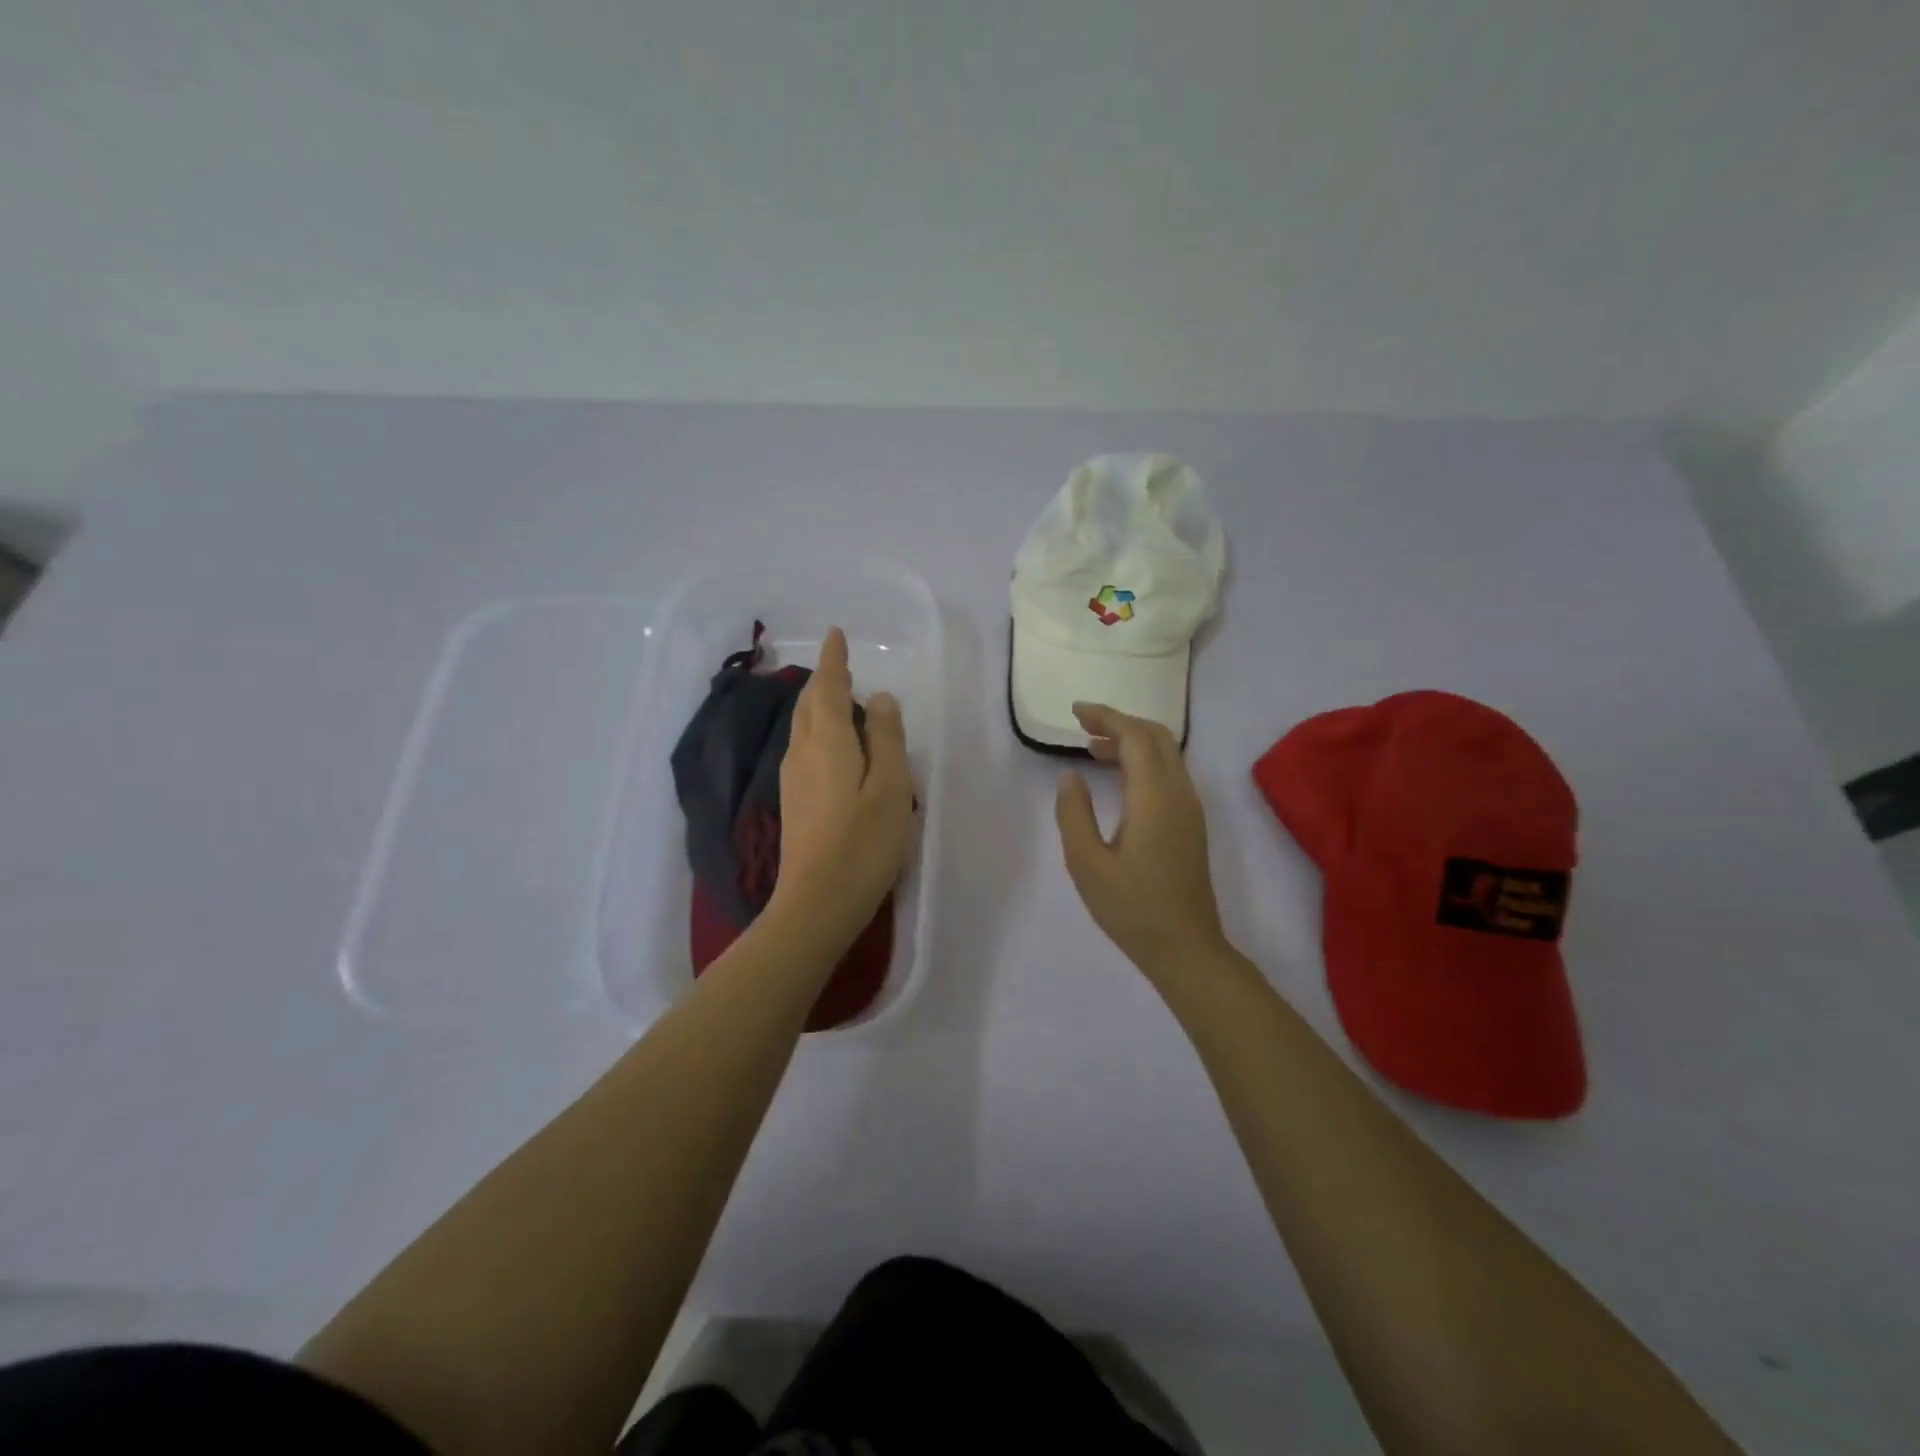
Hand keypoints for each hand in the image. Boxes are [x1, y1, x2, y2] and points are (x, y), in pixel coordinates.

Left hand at [769, 627, 915, 950]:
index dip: (833, 660)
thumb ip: (886, 737)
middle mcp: (801, 753)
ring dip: (819, 706)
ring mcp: (792, 779)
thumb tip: (879, 698)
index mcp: (827, 741)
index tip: (836, 635)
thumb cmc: (863, 843)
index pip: (827, 687)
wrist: (817, 903)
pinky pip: (804, 748)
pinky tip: (834, 746)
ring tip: (842, 700)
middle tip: (842, 667)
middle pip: (808, 705)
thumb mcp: (890, 786)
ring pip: (802, 727)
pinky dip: (819, 732)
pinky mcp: (794, 802)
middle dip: (823, 681)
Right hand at [1055, 703, 1232, 987]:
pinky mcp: (1191, 823)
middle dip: (1120, 722)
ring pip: (1167, 754)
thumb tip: (1071, 775)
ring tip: (1093, 748)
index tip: (1076, 712)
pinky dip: (1144, 761)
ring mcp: (1190, 808)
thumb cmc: (1131, 908)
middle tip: (1083, 725)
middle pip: (1157, 736)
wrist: (1185, 947)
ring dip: (1133, 741)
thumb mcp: (1086, 863)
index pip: (1135, 737)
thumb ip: (1074, 813)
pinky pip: (1170, 773)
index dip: (1106, 717)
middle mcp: (1179, 793)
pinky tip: (1120, 778)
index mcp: (1154, 797)